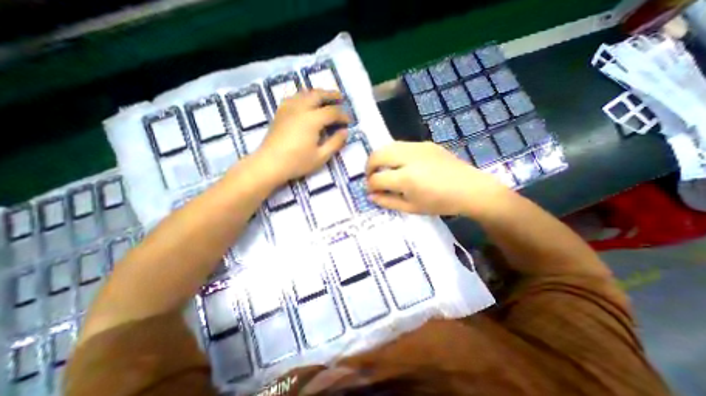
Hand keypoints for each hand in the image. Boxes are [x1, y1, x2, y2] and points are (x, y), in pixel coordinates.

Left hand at [257, 88, 350, 181]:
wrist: (270, 163)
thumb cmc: (297, 162)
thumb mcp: (321, 156)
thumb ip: (335, 143)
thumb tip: (345, 131)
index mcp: (312, 119)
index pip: (332, 112)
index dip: (343, 115)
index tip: (349, 120)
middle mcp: (300, 108)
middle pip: (318, 95)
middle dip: (331, 95)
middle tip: (340, 97)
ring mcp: (288, 108)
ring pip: (304, 93)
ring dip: (317, 93)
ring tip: (325, 97)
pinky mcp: (280, 112)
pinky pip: (294, 97)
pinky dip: (304, 96)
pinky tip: (305, 102)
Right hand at [368, 140, 510, 217]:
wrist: (470, 189)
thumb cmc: (440, 203)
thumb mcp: (411, 208)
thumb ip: (388, 201)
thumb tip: (370, 195)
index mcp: (407, 178)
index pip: (377, 179)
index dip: (370, 185)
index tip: (371, 190)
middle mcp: (409, 158)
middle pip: (377, 155)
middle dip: (369, 166)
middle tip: (371, 176)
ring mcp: (418, 147)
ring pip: (387, 146)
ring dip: (379, 157)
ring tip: (382, 169)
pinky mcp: (425, 143)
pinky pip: (401, 145)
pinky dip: (393, 154)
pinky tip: (399, 164)